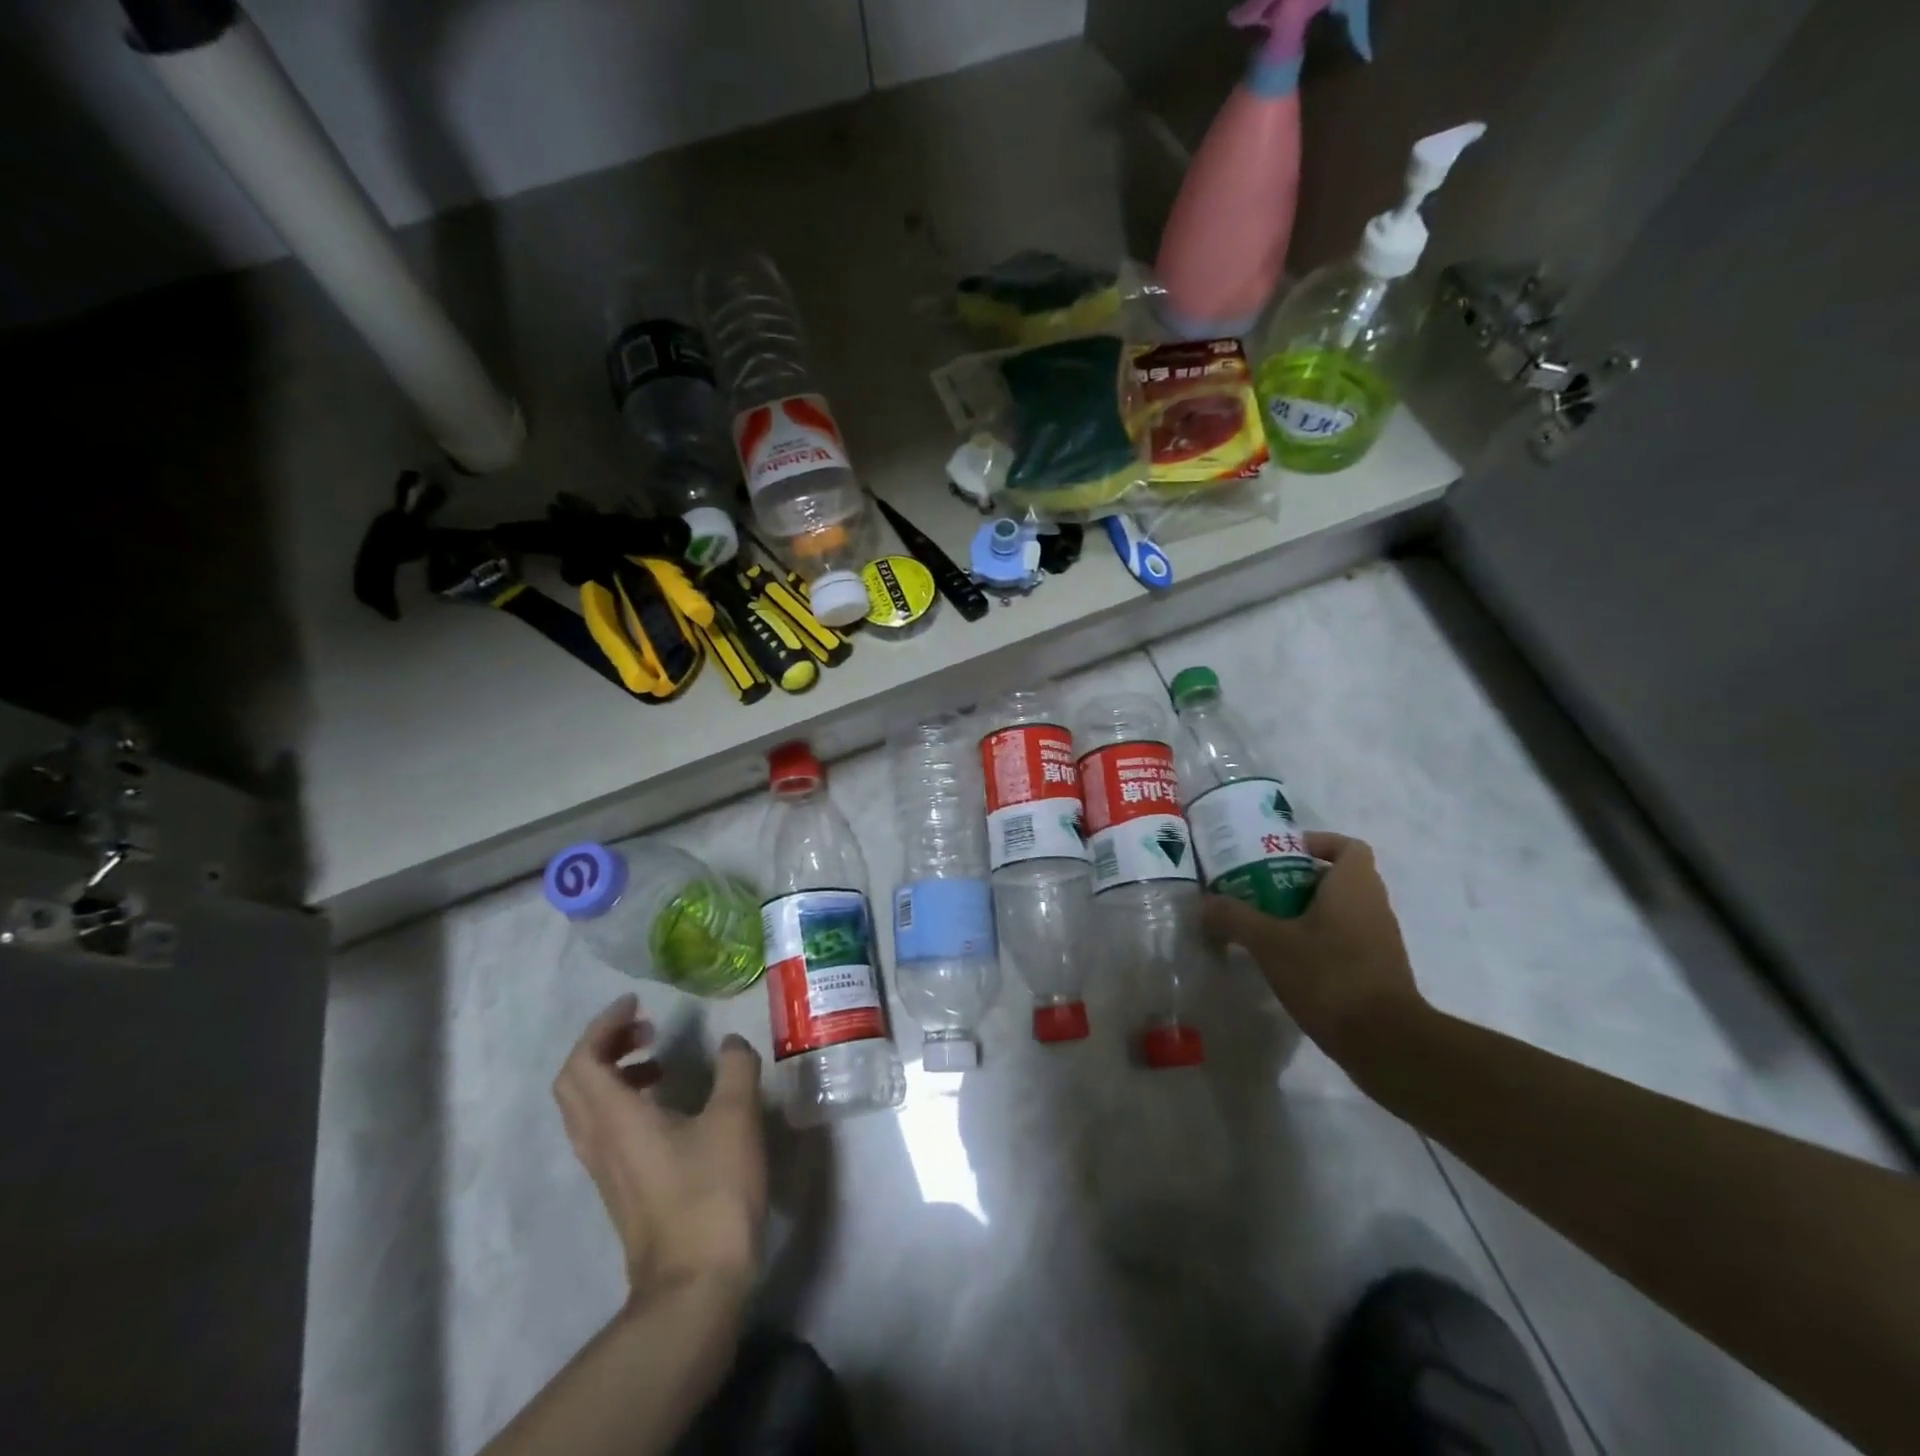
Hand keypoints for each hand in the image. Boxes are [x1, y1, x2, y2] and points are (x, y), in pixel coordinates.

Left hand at [552, 994, 767, 1301]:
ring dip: (615, 1074)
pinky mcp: (622, 1189)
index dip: (603, 1026)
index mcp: (616, 1119)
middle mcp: (599, 1141)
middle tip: (645, 1028)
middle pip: (574, 1083)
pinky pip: (606, 1130)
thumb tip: (731, 1043)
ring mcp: (606, 1170)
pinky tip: (670, 1106)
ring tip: (660, 1062)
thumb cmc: (711, 1192)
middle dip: (604, 1046)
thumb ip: (735, 1069)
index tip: (636, 1004)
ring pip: (588, 1108)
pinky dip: (626, 1101)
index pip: (583, 1062)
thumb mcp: (735, 1118)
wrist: (695, 1284)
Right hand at [1202, 831, 1428, 1071]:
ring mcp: (1381, 939)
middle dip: (1300, 880)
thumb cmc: (1328, 975)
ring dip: (1309, 912)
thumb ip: (1235, 918)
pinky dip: (1321, 941)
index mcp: (1354, 885)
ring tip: (1269, 925)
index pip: (1347, 846)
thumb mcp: (1269, 943)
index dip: (1318, 843)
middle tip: (1262, 889)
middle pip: (1339, 878)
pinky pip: (1347, 940)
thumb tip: (1206, 903)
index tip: (1284, 854)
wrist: (1384, 1041)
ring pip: (1343, 911)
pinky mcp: (1379, 970)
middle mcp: (1374, 905)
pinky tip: (1289, 961)